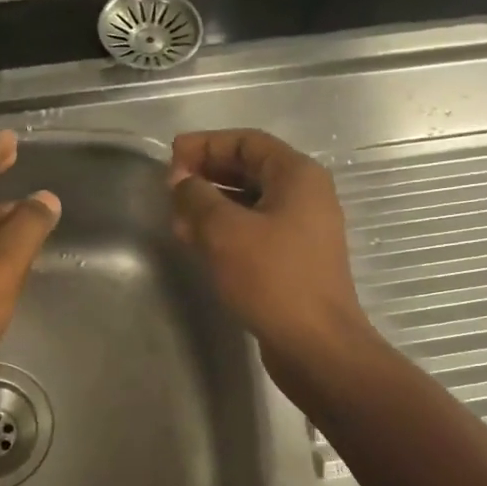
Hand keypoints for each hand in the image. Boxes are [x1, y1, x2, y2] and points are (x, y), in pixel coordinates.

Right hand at [169, 129, 373, 371]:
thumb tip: (181, 182)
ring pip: (250, 203)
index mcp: (297, 175)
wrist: (316, 344)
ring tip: (177, 219)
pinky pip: (255, 230)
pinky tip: (198, 244)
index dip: (206, 144)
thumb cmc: (272, 279)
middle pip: (249, 169)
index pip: (247, 141)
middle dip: (207, 174)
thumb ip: (197, 197)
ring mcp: (302, 229)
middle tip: (170, 189)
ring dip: (212, 205)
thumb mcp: (225, 231)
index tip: (171, 157)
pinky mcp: (293, 260)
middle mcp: (305, 195)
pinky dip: (226, 230)